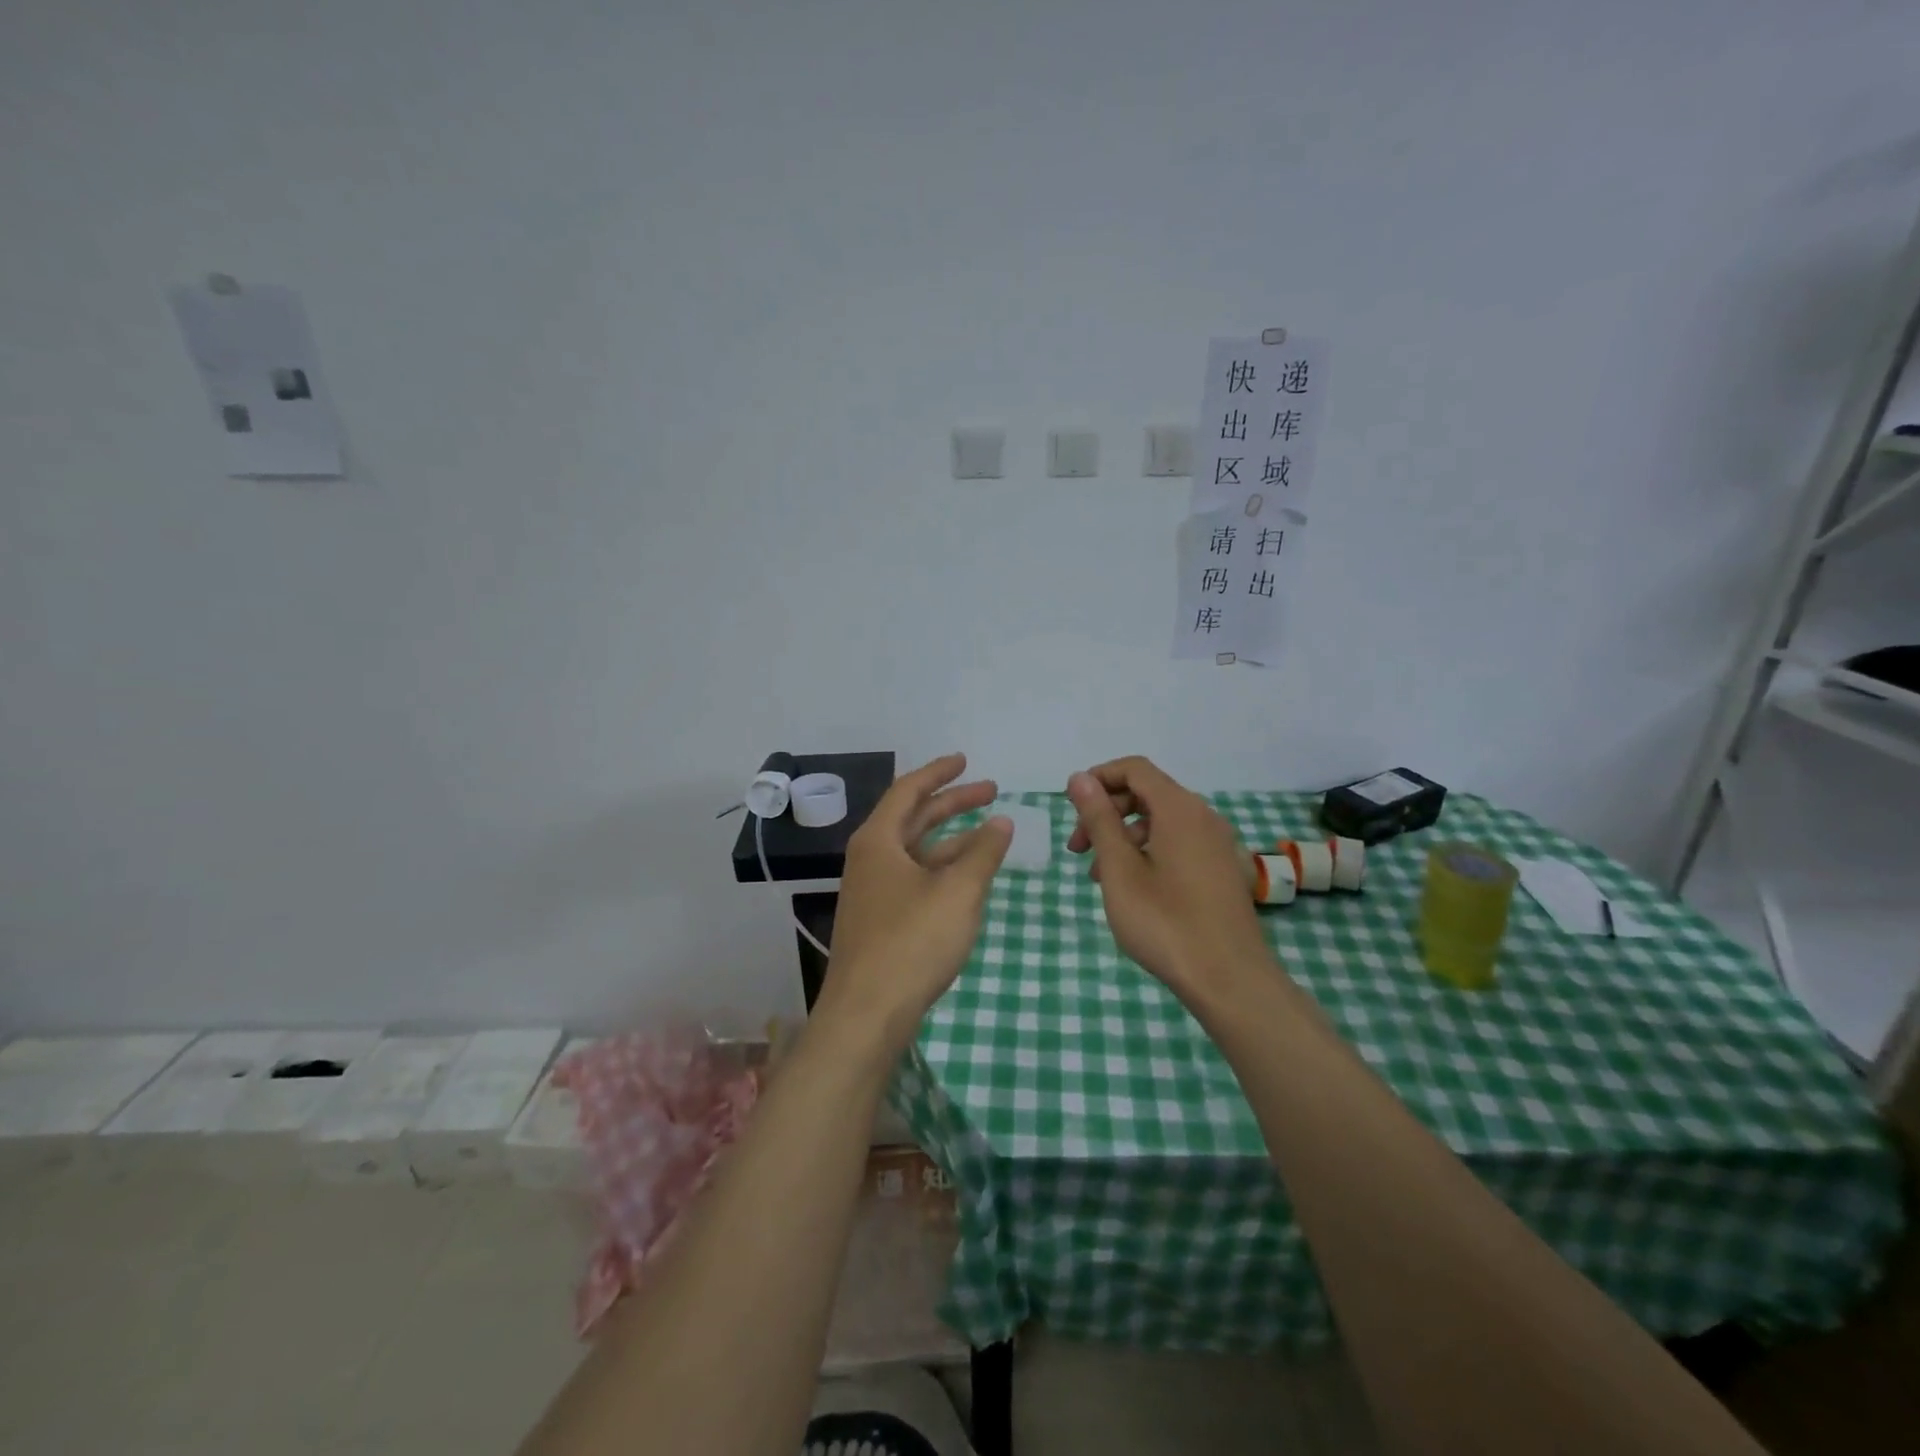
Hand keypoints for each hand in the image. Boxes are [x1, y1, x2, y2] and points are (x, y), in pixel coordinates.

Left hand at [815, 754, 1012, 1053]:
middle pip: (914, 818)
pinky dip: (943, 869)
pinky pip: (915, 877)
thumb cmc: (912, 942)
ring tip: (991, 833)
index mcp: (879, 841)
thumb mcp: (958, 892)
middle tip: (991, 791)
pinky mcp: (880, 920)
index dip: (939, 772)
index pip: (909, 791)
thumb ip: (983, 852)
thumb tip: (1002, 820)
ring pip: (916, 851)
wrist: (867, 1014)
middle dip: (953, 803)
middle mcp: (870, 859)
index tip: (965, 760)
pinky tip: (969, 877)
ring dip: (952, 838)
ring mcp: (873, 891)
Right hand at [1065, 756, 1275, 999]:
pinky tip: (1131, 888)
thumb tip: (1079, 778)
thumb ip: (1099, 819)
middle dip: (1106, 812)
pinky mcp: (1222, 870)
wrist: (1230, 981)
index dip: (1099, 778)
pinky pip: (1178, 843)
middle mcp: (1203, 817)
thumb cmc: (1166, 923)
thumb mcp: (1119, 870)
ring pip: (1161, 821)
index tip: (1071, 808)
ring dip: (1123, 836)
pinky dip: (1147, 851)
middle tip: (1077, 848)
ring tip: (1098, 875)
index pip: (1134, 769)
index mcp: (1179, 809)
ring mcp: (1217, 844)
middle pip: (1147, 793)